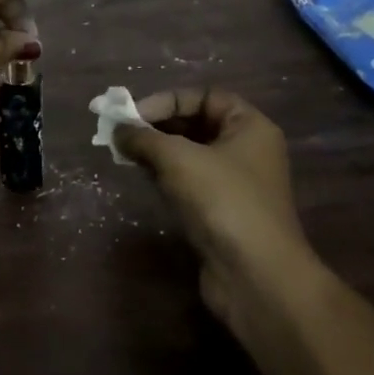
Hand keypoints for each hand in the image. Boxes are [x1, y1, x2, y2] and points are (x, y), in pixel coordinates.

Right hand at [113, 89, 311, 332]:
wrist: (257, 278)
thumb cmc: (223, 202)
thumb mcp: (178, 159)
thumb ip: (144, 138)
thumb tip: (117, 130)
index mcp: (249, 127)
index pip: (204, 96)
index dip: (167, 101)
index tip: (133, 115)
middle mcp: (246, 151)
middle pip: (196, 125)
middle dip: (157, 127)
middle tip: (122, 134)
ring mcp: (235, 185)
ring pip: (190, 156)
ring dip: (158, 153)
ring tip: (126, 154)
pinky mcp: (222, 214)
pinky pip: (189, 184)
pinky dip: (165, 177)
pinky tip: (143, 178)